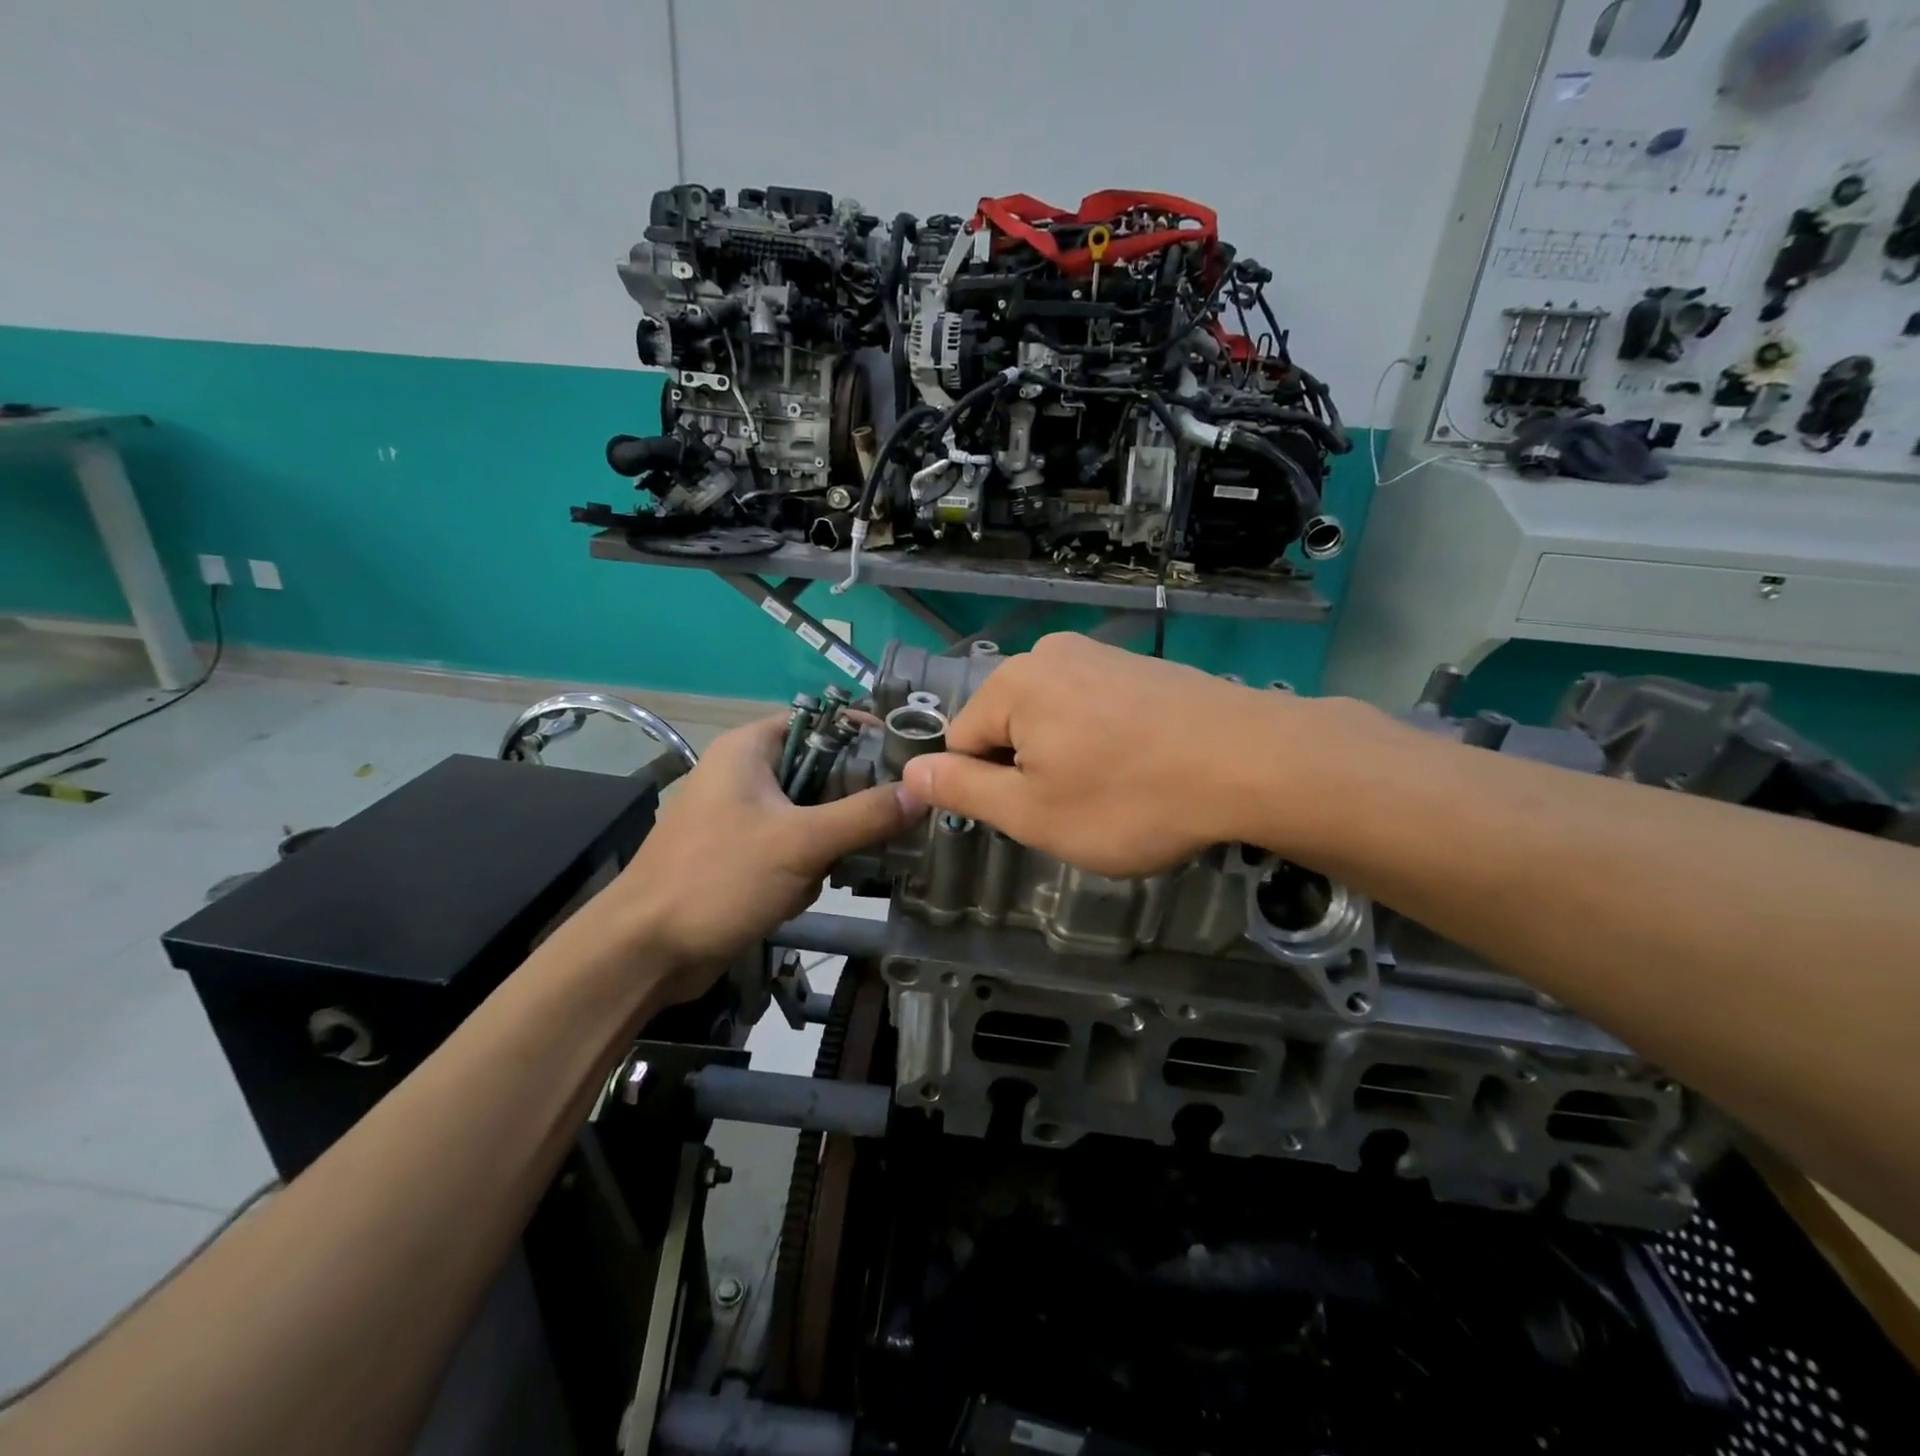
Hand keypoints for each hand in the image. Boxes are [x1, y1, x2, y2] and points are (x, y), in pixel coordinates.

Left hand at [595, 716, 924, 1000]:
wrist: (646, 951)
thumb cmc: (717, 878)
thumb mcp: (800, 842)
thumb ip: (865, 815)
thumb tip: (922, 791)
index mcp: (750, 749)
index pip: (822, 722)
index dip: (865, 735)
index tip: (907, 761)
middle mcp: (747, 774)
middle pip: (824, 774)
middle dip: (848, 809)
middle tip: (882, 828)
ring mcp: (744, 817)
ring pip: (815, 817)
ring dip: (827, 848)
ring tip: (822, 875)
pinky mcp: (745, 855)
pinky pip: (796, 849)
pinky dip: (804, 871)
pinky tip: (794, 896)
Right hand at [900, 634, 1337, 876]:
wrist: (1253, 762)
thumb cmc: (1130, 799)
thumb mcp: (1033, 813)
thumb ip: (962, 790)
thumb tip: (910, 771)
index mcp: (1012, 684)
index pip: (962, 742)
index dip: (989, 790)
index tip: (1037, 816)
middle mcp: (1049, 654)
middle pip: (1008, 727)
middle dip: (1030, 772)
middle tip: (1079, 809)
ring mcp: (1100, 655)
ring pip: (1052, 720)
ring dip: (1067, 759)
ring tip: (1116, 791)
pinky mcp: (1140, 666)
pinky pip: (1094, 708)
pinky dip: (1103, 741)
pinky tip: (1142, 767)